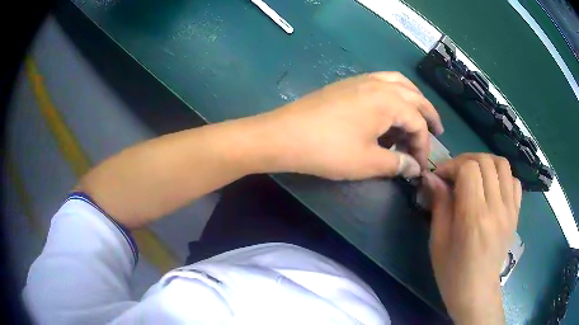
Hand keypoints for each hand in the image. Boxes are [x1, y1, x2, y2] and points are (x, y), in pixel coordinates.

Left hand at [252, 72, 443, 179]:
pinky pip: (381, 83)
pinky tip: (390, 110)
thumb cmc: (329, 150)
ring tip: (417, 118)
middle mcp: (379, 84)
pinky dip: (393, 94)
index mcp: (389, 101)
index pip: (418, 124)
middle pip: (414, 97)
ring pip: (398, 84)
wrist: (285, 135)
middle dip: (428, 115)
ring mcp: (361, 80)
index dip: (423, 147)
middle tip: (437, 131)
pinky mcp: (348, 84)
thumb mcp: (368, 162)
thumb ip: (396, 164)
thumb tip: (414, 168)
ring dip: (412, 100)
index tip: (420, 167)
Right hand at [423, 154, 521, 323]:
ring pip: (502, 165)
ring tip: (474, 174)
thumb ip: (439, 204)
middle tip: (454, 174)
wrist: (477, 291)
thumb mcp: (438, 240)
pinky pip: (514, 181)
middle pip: (485, 161)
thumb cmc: (452, 271)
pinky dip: (502, 176)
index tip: (440, 177)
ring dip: (485, 162)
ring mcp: (510, 210)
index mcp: (474, 217)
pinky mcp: (516, 213)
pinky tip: (492, 187)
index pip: (468, 169)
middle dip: (465, 160)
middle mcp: (496, 208)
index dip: (451, 166)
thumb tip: (432, 177)